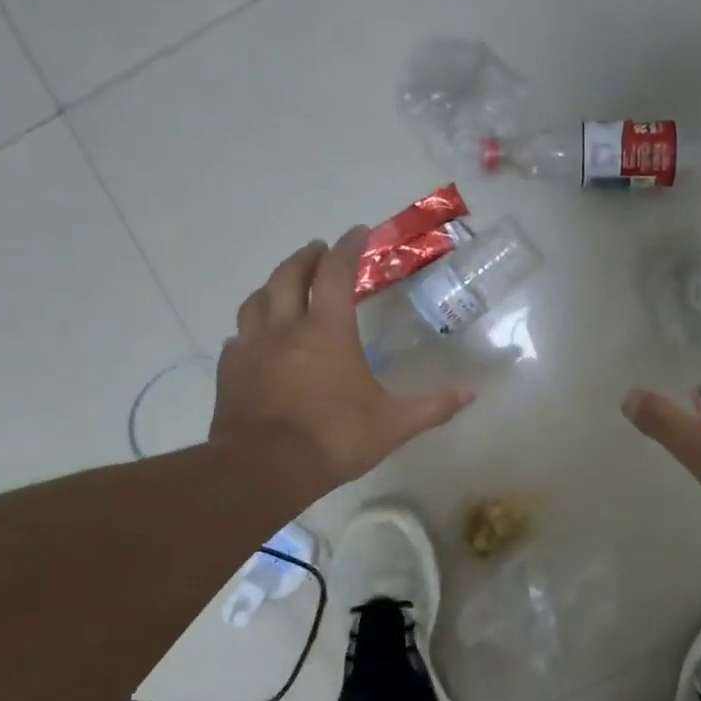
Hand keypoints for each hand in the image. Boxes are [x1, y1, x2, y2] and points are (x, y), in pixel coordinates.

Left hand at [210, 228, 473, 499]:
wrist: (264, 469)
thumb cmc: (334, 439)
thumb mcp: (393, 425)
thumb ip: (432, 406)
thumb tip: (471, 393)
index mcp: (327, 331)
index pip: (337, 274)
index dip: (349, 248)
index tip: (358, 232)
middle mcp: (286, 328)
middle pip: (290, 276)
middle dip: (307, 257)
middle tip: (319, 250)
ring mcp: (252, 348)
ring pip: (257, 300)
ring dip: (273, 285)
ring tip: (284, 285)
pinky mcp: (230, 371)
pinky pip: (239, 338)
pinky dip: (251, 329)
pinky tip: (256, 340)